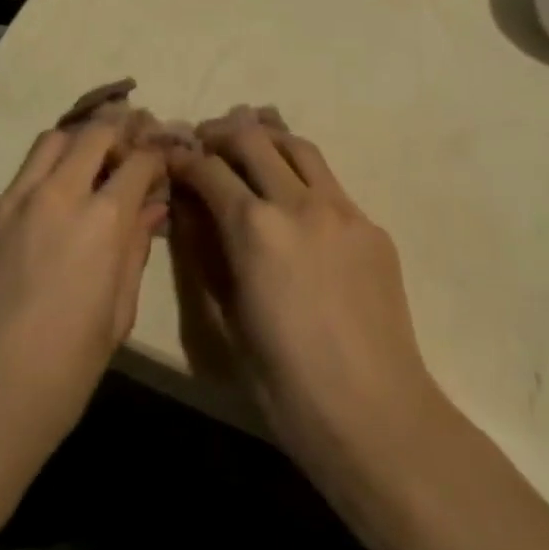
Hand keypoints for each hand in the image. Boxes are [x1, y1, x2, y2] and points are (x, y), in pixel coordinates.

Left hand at [0, 119, 168, 549]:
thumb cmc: (61, 375)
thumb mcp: (116, 317)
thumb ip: (134, 251)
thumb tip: (151, 209)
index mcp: (99, 221)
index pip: (139, 160)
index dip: (158, 154)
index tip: (166, 158)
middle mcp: (55, 195)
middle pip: (93, 133)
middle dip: (121, 131)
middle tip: (133, 146)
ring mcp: (10, 202)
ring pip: (51, 142)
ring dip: (78, 143)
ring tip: (92, 163)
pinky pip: (19, 180)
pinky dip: (43, 179)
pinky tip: (48, 214)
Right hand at [167, 107, 454, 538]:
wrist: (376, 417)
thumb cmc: (286, 384)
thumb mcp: (226, 319)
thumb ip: (204, 253)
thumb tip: (187, 210)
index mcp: (255, 229)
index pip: (209, 170)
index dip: (184, 160)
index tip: (172, 159)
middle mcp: (298, 203)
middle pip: (253, 138)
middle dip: (220, 133)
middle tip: (205, 142)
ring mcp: (342, 210)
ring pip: (298, 146)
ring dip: (267, 138)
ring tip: (249, 147)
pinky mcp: (371, 226)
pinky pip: (330, 183)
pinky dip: (301, 175)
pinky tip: (294, 200)